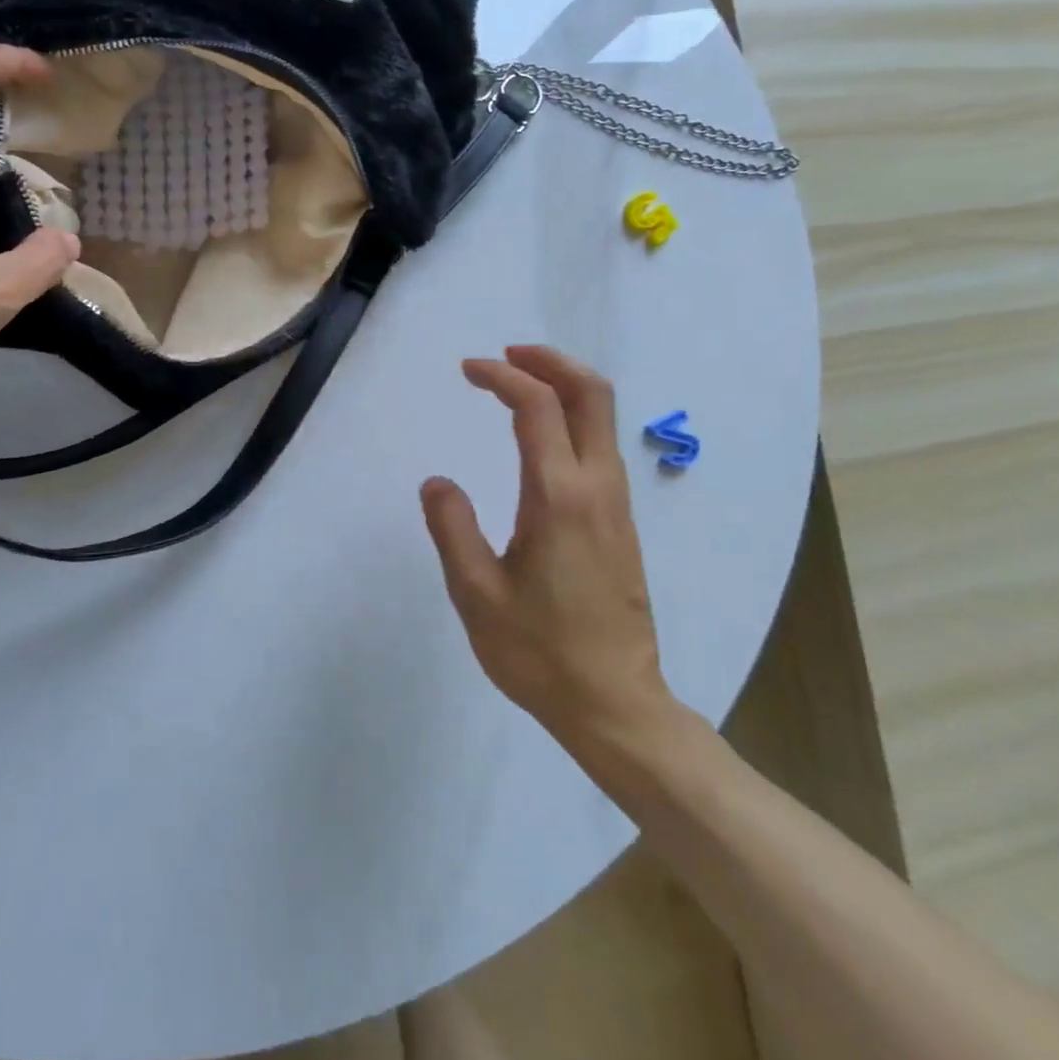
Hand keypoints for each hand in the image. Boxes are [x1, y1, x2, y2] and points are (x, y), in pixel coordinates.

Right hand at [421, 346, 674, 746]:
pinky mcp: (621, 523)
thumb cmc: (540, 652)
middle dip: (550, 360)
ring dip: (564, 385)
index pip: (537, 407)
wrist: (616, 705)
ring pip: (603, 418)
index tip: (468, 370)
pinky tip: (542, 436)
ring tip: (518, 384)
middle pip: (591, 394)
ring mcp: (616, 505)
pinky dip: (573, 417)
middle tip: (506, 354)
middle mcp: (597, 488)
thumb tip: (437, 481)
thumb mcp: (476, 594)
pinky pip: (601, 446)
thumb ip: (452, 528)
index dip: (502, 376)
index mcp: (558, 498)